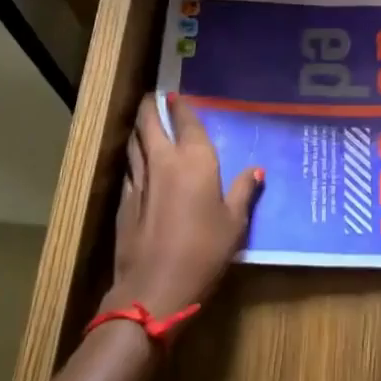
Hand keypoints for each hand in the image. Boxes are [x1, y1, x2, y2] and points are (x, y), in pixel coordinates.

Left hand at [106, 92, 261, 318]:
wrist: (155, 286)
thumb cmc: (204, 250)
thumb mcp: (234, 222)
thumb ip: (242, 191)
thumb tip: (256, 170)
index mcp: (195, 160)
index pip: (185, 120)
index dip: (180, 105)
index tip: (176, 95)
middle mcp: (164, 161)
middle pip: (150, 123)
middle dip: (151, 107)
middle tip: (155, 98)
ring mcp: (140, 180)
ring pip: (134, 143)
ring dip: (139, 129)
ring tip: (144, 123)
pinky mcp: (124, 201)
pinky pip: (130, 169)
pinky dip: (134, 158)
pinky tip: (139, 164)